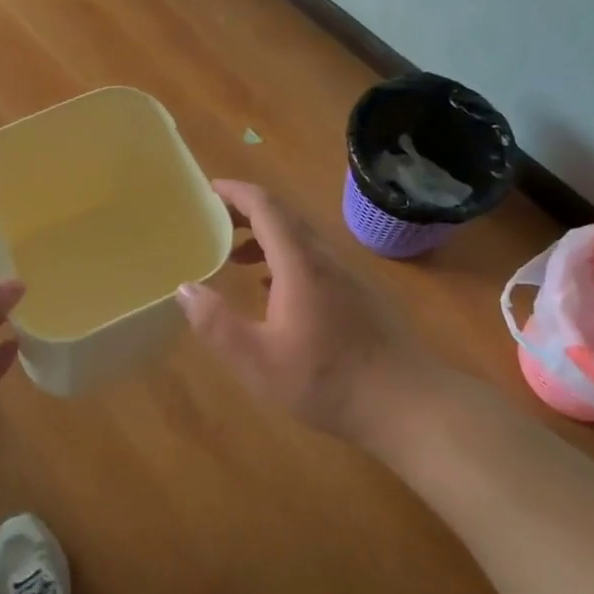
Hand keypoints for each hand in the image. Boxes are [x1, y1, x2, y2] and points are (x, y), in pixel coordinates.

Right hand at [176, 180, 431, 448]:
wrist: (409, 404)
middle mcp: (323, 258)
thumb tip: (185, 288)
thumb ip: (217, 324)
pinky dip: (283, 258)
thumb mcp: (258, 361)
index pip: (266, 207)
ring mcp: (345, 276)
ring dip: (264, 236)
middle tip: (213, 220)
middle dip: (246, 211)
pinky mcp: (357, 295)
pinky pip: (312, 259)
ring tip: (234, 257)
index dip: (235, 192)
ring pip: (299, 238)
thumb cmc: (328, 381)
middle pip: (283, 216)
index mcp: (299, 264)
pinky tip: (272, 290)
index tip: (208, 189)